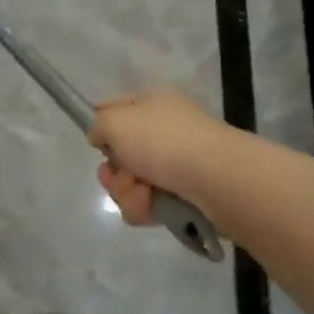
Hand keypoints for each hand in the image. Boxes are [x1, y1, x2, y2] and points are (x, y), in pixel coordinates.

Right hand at [90, 90, 232, 227]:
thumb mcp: (116, 122)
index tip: (97, 144)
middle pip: (120, 154)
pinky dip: (145, 208)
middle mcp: (164, 131)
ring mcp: (176, 164)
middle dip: (114, 171)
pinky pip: (149, 204)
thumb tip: (102, 138)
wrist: (216, 179)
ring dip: (128, 193)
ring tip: (143, 195)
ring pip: (132, 183)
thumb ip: (99, 126)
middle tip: (120, 176)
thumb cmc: (163, 141)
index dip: (102, 127)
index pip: (115, 109)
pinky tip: (152, 209)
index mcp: (152, 104)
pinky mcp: (184, 195)